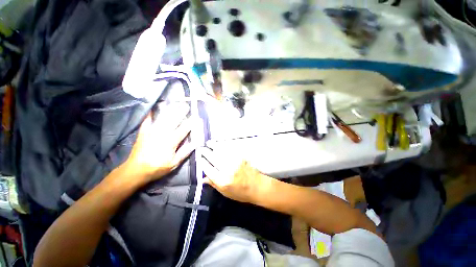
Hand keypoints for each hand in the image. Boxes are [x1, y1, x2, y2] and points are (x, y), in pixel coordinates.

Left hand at [122, 103, 193, 183]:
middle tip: (187, 105)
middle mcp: (162, 133)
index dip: (191, 122)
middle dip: (181, 112)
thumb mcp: (174, 163)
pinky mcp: (144, 131)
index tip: (197, 117)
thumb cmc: (157, 167)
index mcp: (171, 141)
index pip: (184, 129)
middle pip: (173, 120)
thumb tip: (196, 143)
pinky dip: (151, 113)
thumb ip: (185, 152)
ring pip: (162, 117)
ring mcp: (151, 131)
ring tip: (175, 103)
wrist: (136, 170)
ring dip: (170, 110)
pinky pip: (148, 120)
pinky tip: (154, 107)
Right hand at [200, 147, 271, 203]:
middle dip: (206, 152)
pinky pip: (229, 149)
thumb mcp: (225, 193)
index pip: (208, 169)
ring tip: (208, 142)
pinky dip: (223, 145)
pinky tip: (219, 143)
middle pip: (213, 158)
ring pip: (221, 151)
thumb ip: (214, 184)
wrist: (257, 186)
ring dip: (213, 145)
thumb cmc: (240, 193)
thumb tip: (202, 178)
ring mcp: (234, 161)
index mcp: (222, 181)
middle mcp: (227, 170)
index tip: (199, 158)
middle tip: (201, 148)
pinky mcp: (240, 157)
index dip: (202, 162)